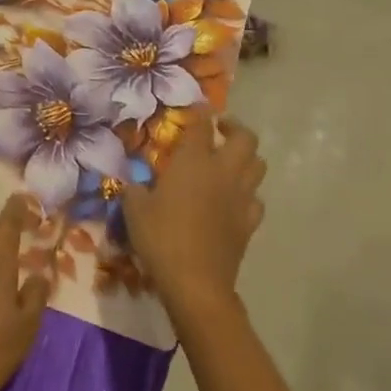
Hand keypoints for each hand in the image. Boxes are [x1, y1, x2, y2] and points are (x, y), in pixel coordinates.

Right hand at [122, 108, 265, 321]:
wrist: (196, 282)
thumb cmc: (161, 238)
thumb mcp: (134, 209)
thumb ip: (134, 189)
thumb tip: (132, 182)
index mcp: (193, 162)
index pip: (202, 126)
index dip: (200, 113)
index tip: (197, 108)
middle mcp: (223, 172)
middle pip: (245, 138)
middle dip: (235, 128)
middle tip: (220, 130)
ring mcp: (241, 198)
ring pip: (258, 166)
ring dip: (246, 158)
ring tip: (229, 162)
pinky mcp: (249, 223)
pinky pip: (256, 200)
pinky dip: (247, 194)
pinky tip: (234, 200)